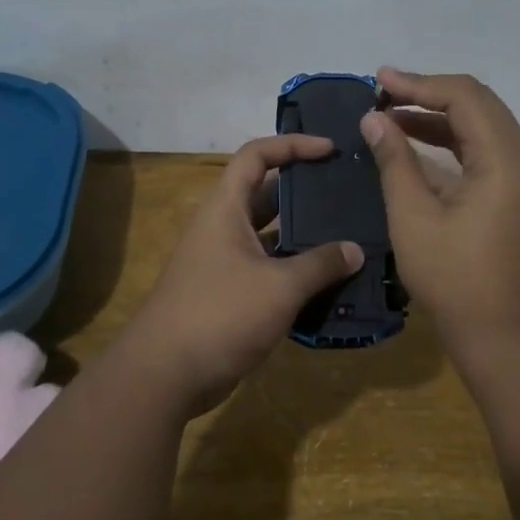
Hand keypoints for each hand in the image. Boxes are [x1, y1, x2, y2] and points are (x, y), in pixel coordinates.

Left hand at [122, 135, 362, 414]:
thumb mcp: (279, 287)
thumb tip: (355, 250)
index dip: (293, 145)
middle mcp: (223, 228)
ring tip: (349, 235)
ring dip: (304, 236)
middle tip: (347, 193)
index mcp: (226, 209)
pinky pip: (268, 270)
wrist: (164, 375)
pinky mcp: (229, 294)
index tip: (330, 150)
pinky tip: (330, 281)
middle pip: (266, 194)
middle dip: (305, 191)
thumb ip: (320, 265)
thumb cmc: (220, 314)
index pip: (257, 156)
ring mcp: (224, 262)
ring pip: (270, 236)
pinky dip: (296, 271)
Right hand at [363, 69, 519, 351]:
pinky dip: (451, 143)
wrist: (511, 341)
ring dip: (438, 118)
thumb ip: (395, 162)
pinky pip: (485, 153)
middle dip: (428, 93)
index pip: (464, 96)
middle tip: (382, 93)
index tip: (378, 81)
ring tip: (391, 116)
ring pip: (482, 127)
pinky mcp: (519, 197)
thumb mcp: (414, 219)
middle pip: (478, 104)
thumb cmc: (458, 282)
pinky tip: (416, 147)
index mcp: (506, 159)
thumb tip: (373, 119)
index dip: (419, 83)